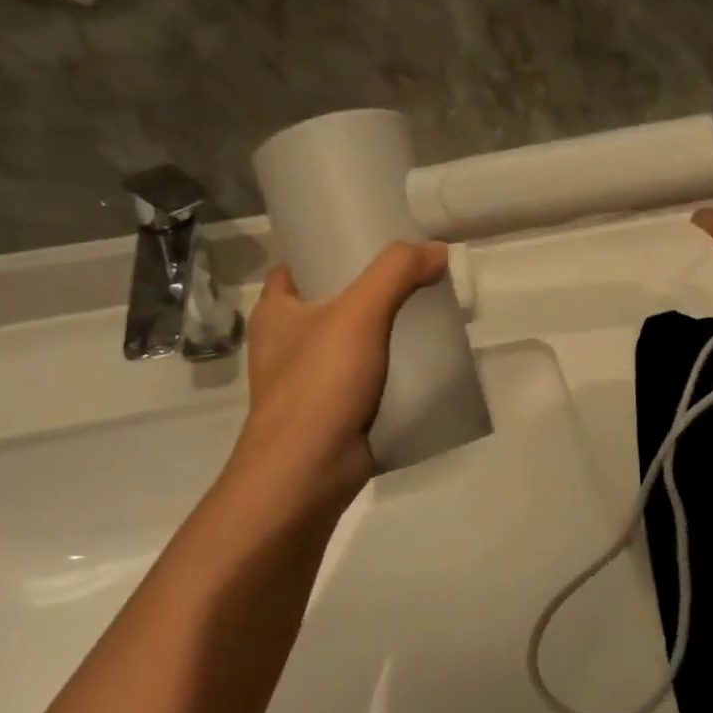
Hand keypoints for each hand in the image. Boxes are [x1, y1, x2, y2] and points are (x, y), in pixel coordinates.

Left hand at [234, 241, 449, 510]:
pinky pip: (364, 378)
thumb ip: (397, 273)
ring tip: (424, 311)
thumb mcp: (359, 313)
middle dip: (369, 289)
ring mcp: (307, 380)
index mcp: (275, 311)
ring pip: (350, 342)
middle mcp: (285, 342)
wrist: (307, 474)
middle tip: (412, 274)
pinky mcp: (331, 412)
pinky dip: (389, 368)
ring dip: (382, 330)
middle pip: (331, 300)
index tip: (370, 238)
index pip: (297, 264)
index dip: (329, 247)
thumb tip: (437, 249)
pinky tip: (421, 360)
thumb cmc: (319, 383)